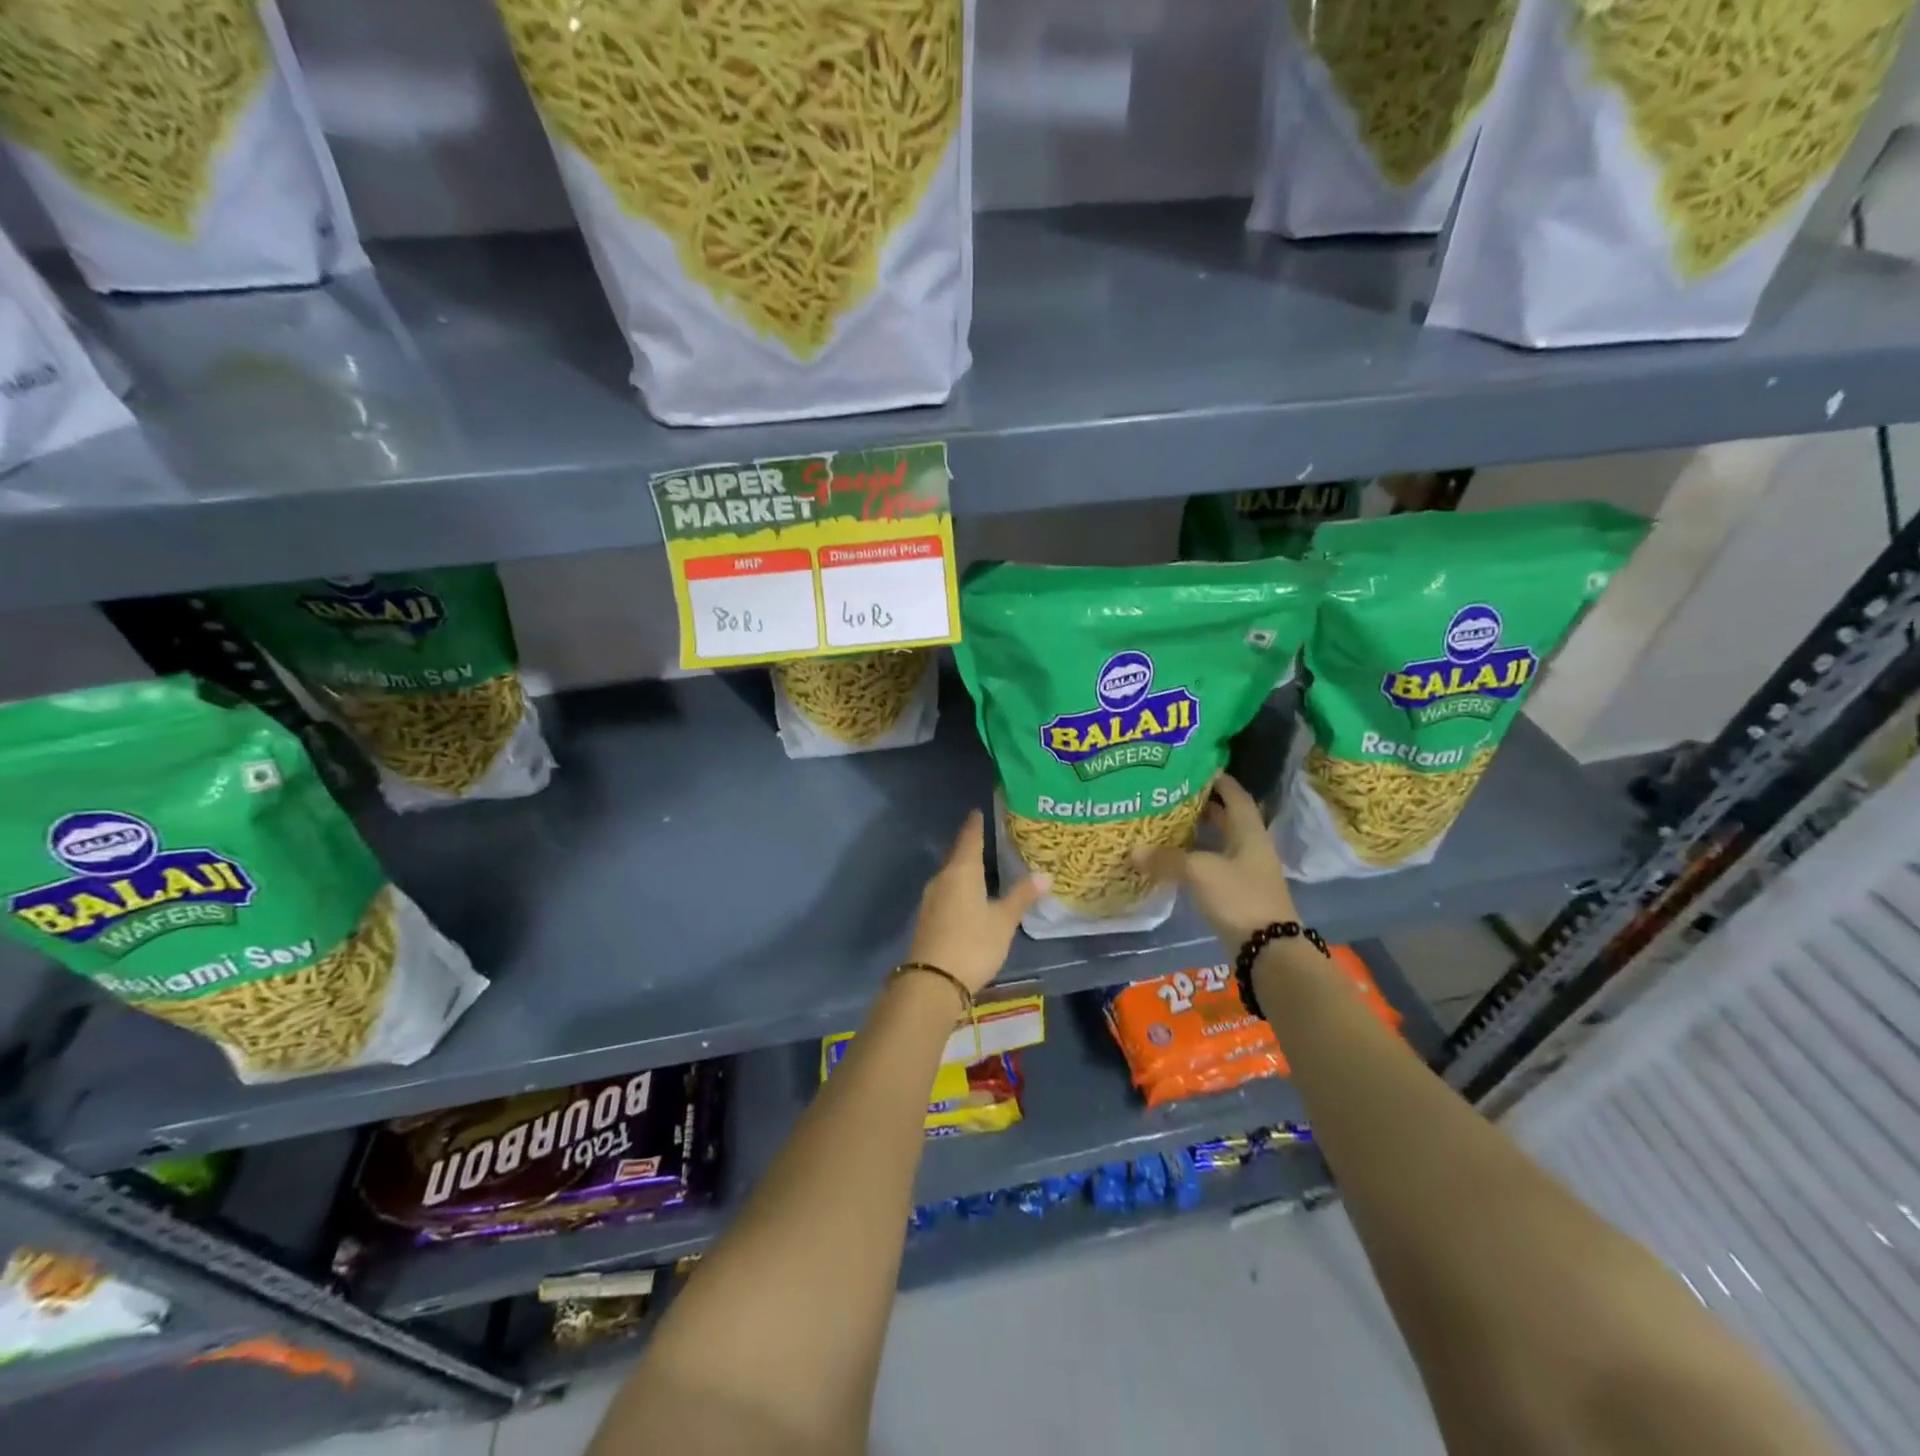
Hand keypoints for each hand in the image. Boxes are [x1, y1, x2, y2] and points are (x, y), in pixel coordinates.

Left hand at [907, 810, 1048, 995]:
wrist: (933, 981)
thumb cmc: (973, 944)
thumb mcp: (1003, 921)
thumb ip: (1022, 897)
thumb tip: (1044, 875)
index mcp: (961, 871)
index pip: (969, 839)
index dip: (975, 825)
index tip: (978, 811)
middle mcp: (942, 878)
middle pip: (957, 855)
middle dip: (970, 846)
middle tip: (986, 837)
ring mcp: (931, 899)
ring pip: (950, 874)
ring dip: (963, 868)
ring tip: (981, 865)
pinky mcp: (928, 917)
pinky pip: (946, 891)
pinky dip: (958, 886)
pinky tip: (968, 894)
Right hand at [1130, 774, 1298, 951]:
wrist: (1268, 950)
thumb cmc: (1239, 898)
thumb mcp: (1199, 872)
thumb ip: (1166, 859)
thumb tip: (1133, 851)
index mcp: (1249, 831)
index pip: (1235, 795)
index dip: (1217, 779)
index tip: (1193, 766)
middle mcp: (1250, 846)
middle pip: (1226, 817)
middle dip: (1201, 805)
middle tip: (1170, 793)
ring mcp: (1245, 871)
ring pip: (1219, 842)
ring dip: (1197, 832)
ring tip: (1165, 821)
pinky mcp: (1237, 893)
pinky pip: (1213, 865)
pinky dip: (1194, 858)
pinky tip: (1172, 858)